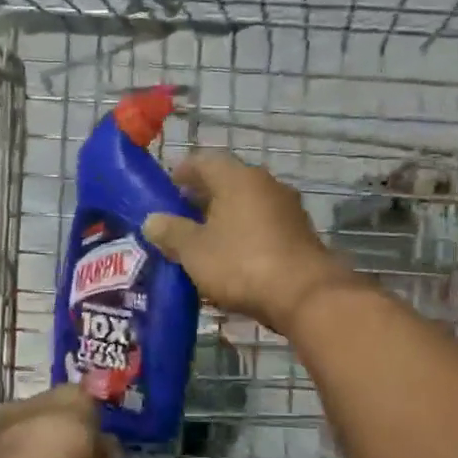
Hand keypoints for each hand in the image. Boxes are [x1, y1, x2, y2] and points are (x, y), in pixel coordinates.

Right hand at [141, 149, 357, 335]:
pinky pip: (261, 225)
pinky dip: (242, 233)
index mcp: (237, 178)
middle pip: (226, 183)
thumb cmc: (240, 262)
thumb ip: (170, 232)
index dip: (181, 173)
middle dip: (200, 198)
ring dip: (222, 217)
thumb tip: (152, 220)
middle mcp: (265, 184)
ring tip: (200, 239)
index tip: (165, 188)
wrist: (305, 296)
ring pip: (245, 205)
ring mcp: (286, 209)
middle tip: (177, 216)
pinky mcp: (298, 234)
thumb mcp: (193, 250)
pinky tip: (229, 255)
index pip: (203, 162)